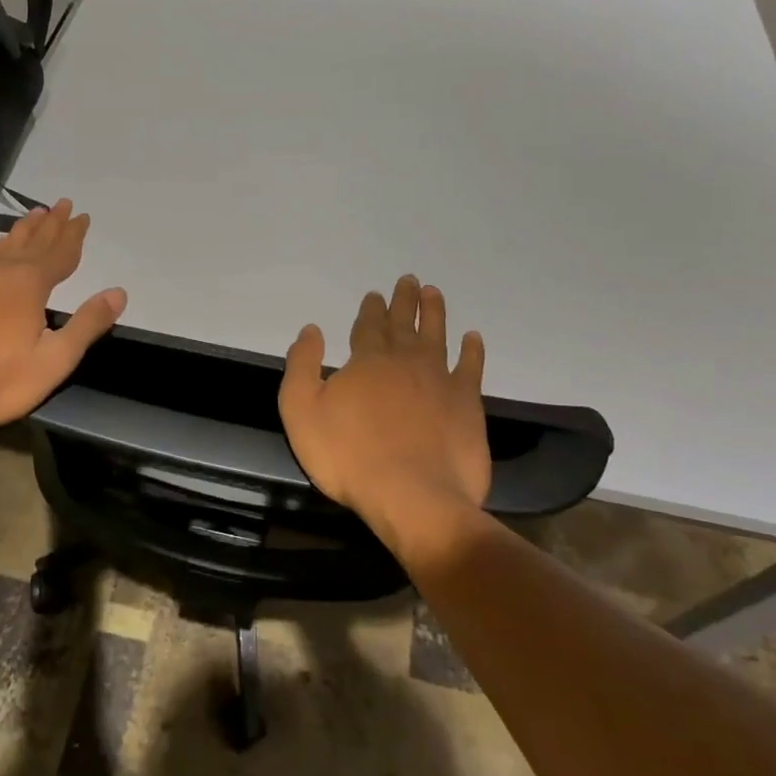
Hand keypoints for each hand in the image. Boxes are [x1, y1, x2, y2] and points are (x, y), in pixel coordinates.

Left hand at [0, 200, 126, 426]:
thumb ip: (86, 325)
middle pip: (30, 241)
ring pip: (0, 247)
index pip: (59, 253)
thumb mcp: (53, 360)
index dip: (73, 235)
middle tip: (61, 204)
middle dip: (50, 224)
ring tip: (31, 216)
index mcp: (28, 285)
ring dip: (20, 231)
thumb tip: (119, 292)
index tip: (82, 215)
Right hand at [278, 275, 490, 533]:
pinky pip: (471, 368)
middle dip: (404, 301)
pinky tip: (474, 338)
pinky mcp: (466, 404)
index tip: (375, 294)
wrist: (412, 495)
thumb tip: (312, 329)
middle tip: (409, 280)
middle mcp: (405, 361)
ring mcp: (440, 380)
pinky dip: (473, 351)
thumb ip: (302, 366)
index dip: (371, 309)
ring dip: (435, 313)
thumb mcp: (301, 410)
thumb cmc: (348, 455)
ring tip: (434, 292)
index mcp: (367, 361)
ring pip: (437, 336)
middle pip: (404, 323)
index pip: (368, 326)